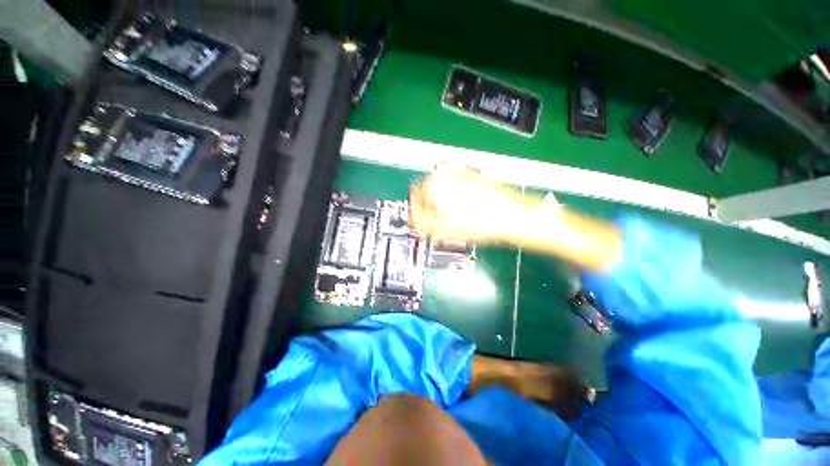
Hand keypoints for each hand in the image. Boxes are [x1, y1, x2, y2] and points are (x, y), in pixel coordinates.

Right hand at [409, 167, 526, 242]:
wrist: (512, 216)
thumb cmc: (481, 222)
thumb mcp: (444, 228)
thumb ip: (423, 222)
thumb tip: (414, 220)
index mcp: (436, 184)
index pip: (414, 198)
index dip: (417, 213)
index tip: (421, 223)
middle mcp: (446, 173)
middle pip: (428, 193)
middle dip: (429, 208)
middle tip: (435, 223)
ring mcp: (460, 173)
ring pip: (441, 191)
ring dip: (441, 204)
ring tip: (450, 219)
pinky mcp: (472, 177)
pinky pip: (454, 189)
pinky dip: (453, 199)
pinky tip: (461, 211)